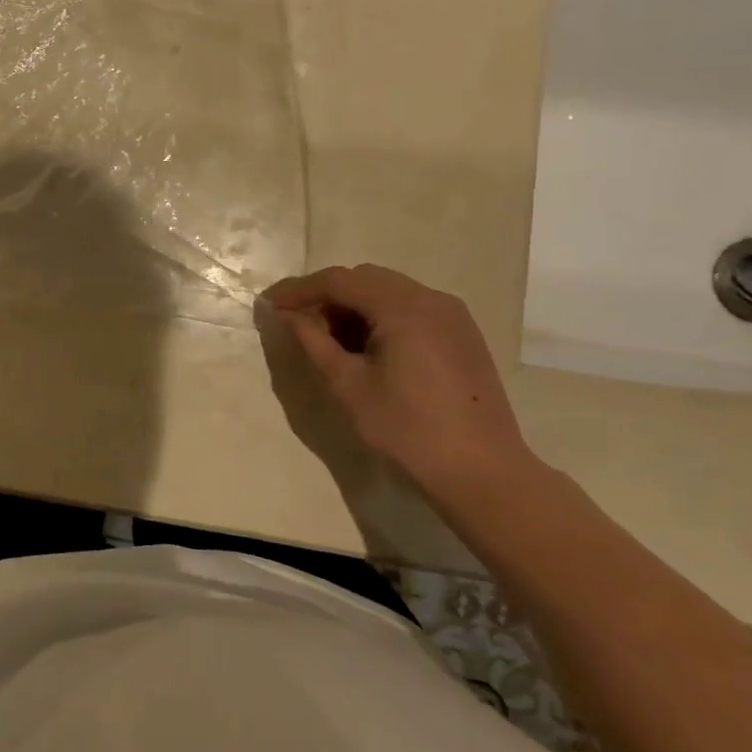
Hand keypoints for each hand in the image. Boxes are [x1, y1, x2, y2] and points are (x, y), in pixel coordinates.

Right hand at [262, 264, 533, 492]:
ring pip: (388, 291)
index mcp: (403, 307)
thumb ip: (312, 341)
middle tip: (297, 323)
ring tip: (329, 340)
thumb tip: (285, 314)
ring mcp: (452, 315)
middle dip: (326, 295)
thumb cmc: (407, 429)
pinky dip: (380, 317)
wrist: (482, 471)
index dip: (299, 289)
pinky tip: (367, 348)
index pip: (339, 280)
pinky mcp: (461, 334)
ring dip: (353, 306)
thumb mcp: (348, 385)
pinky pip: (410, 308)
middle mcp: (431, 299)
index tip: (269, 304)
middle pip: (364, 279)